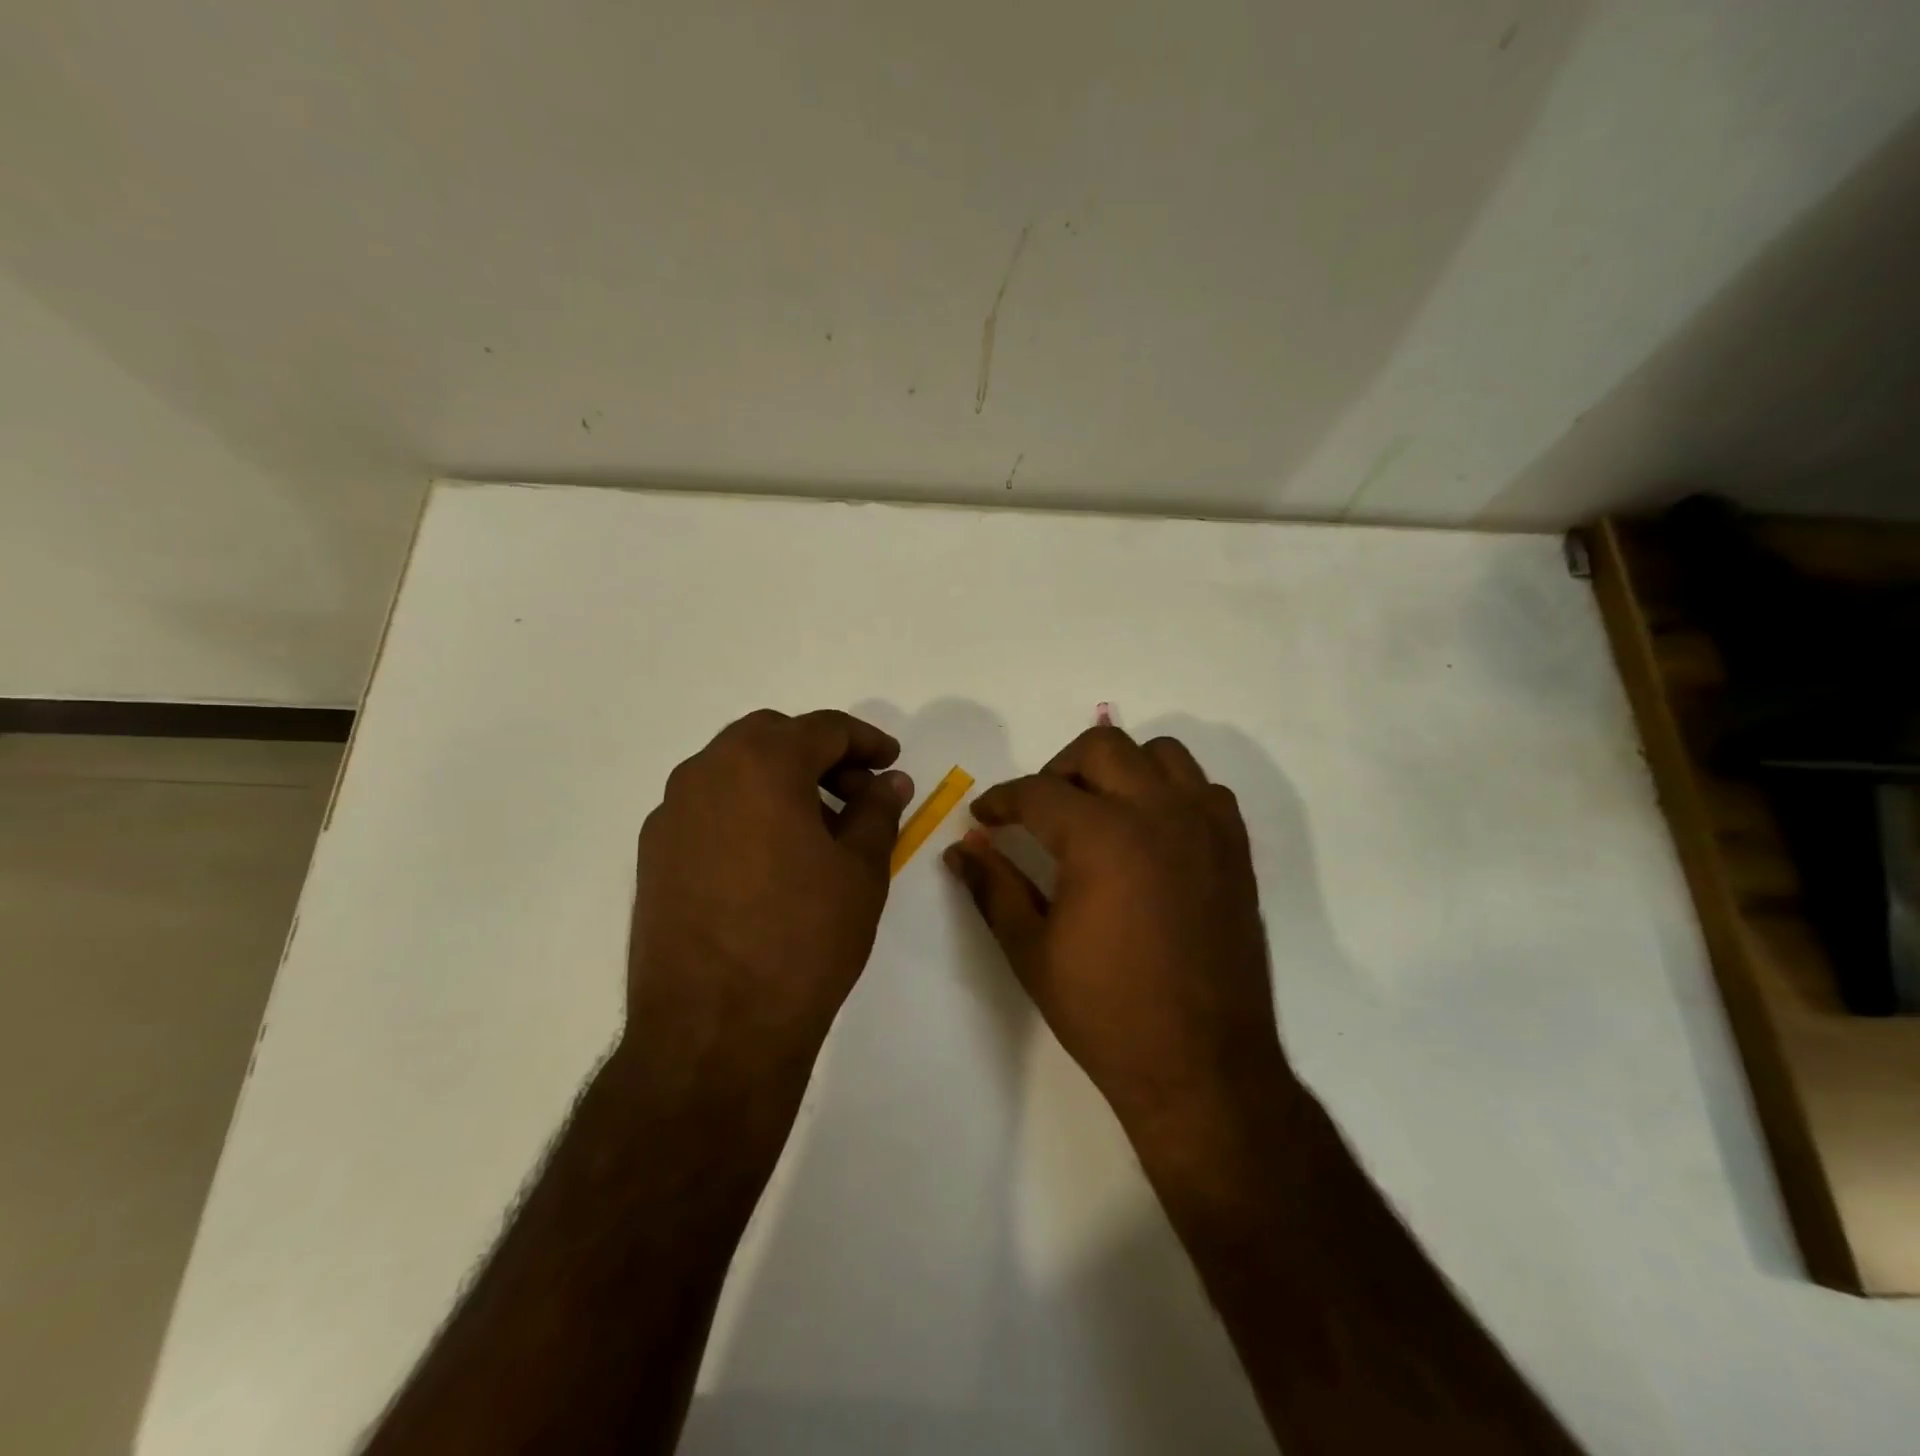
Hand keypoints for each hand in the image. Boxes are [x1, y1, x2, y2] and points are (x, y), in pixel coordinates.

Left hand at [624, 709, 911, 1106]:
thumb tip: (890, 781)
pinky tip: (770, 860)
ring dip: (780, 781)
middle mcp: (706, 772)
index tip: (892, 763)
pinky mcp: (653, 855)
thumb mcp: (860, 870)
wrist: (714, 1030)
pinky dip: (746, 810)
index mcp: (761, 763)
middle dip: (820, 755)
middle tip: (856, 793)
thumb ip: (877, 811)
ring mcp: (670, 814)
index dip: (866, 741)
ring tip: (817, 830)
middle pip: (771, 737)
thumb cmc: (803, 939)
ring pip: (734, 770)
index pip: (823, 728)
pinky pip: (708, 808)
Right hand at [945, 726, 1296, 1150]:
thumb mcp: (1032, 951)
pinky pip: (1204, 789)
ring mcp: (1204, 827)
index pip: (1037, 792)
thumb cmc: (1106, 1012)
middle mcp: (1157, 813)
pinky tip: (1152, 832)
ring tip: (1099, 809)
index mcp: (1101, 837)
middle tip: (1040, 810)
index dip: (1001, 800)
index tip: (983, 816)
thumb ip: (994, 887)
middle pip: (1102, 747)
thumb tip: (962, 848)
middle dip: (1058, 769)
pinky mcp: (1235, 850)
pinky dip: (1172, 792)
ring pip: (1161, 754)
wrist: (1202, 1066)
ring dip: (1121, 768)